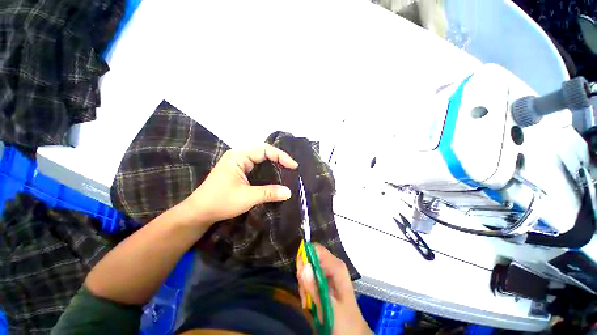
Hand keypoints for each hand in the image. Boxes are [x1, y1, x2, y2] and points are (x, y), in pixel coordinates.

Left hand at [187, 144, 297, 225]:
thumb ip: (269, 193)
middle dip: (279, 158)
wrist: (199, 212)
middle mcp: (238, 155)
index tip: (294, 166)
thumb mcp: (247, 197)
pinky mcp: (238, 170)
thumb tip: (289, 192)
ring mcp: (237, 162)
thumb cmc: (221, 202)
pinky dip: (267, 168)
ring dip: (273, 162)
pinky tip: (274, 174)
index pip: (265, 150)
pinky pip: (256, 165)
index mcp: (239, 156)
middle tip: (291, 167)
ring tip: (286, 169)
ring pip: (260, 158)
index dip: (281, 156)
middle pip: (263, 151)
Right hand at [297, 244, 371, 334]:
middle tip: (305, 294)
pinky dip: (307, 290)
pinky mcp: (325, 282)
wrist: (354, 334)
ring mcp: (329, 273)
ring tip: (307, 302)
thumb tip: (303, 266)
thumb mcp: (328, 305)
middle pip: (311, 259)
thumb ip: (314, 286)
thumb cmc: (344, 320)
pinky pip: (311, 279)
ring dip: (305, 285)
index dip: (305, 257)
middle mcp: (332, 266)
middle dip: (304, 276)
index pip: (316, 249)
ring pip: (309, 270)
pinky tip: (309, 303)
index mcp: (336, 266)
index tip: (300, 275)